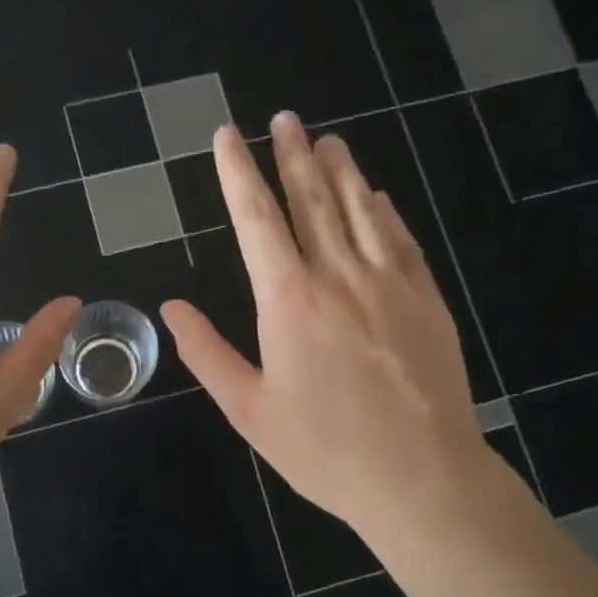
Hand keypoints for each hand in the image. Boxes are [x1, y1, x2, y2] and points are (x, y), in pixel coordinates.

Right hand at [161, 113, 500, 553]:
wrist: (423, 479)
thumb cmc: (325, 450)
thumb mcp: (249, 411)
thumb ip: (207, 352)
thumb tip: (171, 307)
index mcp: (289, 300)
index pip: (256, 219)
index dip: (238, 172)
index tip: (228, 136)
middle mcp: (339, 276)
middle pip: (312, 199)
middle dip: (293, 155)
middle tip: (284, 118)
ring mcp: (390, 283)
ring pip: (360, 209)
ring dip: (340, 170)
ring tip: (327, 139)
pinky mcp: (426, 298)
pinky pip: (401, 240)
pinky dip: (383, 211)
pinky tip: (376, 195)